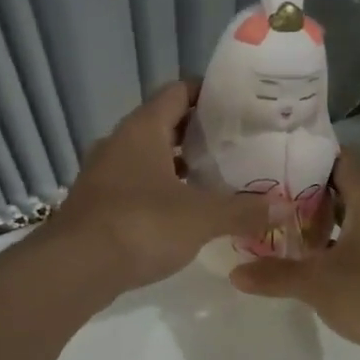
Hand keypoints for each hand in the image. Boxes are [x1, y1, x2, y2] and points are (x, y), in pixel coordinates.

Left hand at [51, 82, 273, 291]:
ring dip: (177, 165)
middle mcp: (118, 143)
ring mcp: (102, 174)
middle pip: (163, 124)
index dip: (208, 93)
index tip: (238, 104)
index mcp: (142, 129)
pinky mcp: (96, 204)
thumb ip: (242, 210)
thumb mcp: (201, 218)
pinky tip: (183, 211)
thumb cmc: (141, 225)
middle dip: (197, 133)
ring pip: (147, 157)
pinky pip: (135, 185)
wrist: (75, 268)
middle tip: (236, 144)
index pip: (177, 91)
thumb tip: (284, 206)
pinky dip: (160, 190)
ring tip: (216, 177)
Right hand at [231, 150, 359, 355]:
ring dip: (321, 221)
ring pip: (352, 213)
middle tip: (266, 199)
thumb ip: (275, 274)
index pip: (335, 156)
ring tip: (281, 228)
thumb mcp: (317, 283)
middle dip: (305, 193)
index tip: (268, 164)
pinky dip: (338, 242)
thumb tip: (234, 273)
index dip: (302, 158)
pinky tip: (311, 260)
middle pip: (341, 184)